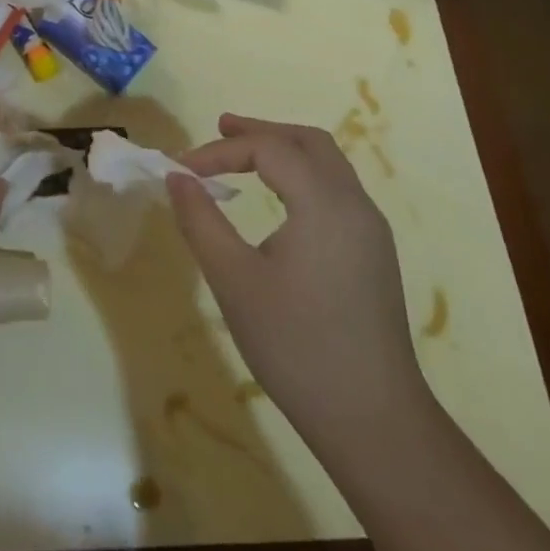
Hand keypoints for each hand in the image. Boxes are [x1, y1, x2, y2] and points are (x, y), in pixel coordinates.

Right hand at [168, 113, 428, 453]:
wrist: (373, 420)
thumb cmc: (296, 346)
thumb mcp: (234, 281)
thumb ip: (201, 221)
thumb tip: (176, 177)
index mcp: (324, 204)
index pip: (268, 149)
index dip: (219, 151)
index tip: (181, 170)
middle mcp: (355, 205)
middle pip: (308, 142)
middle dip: (260, 131)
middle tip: (219, 130)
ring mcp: (370, 230)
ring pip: (327, 164)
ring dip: (283, 151)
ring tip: (243, 155)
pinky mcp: (373, 254)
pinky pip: (336, 191)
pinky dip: (301, 176)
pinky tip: (277, 200)